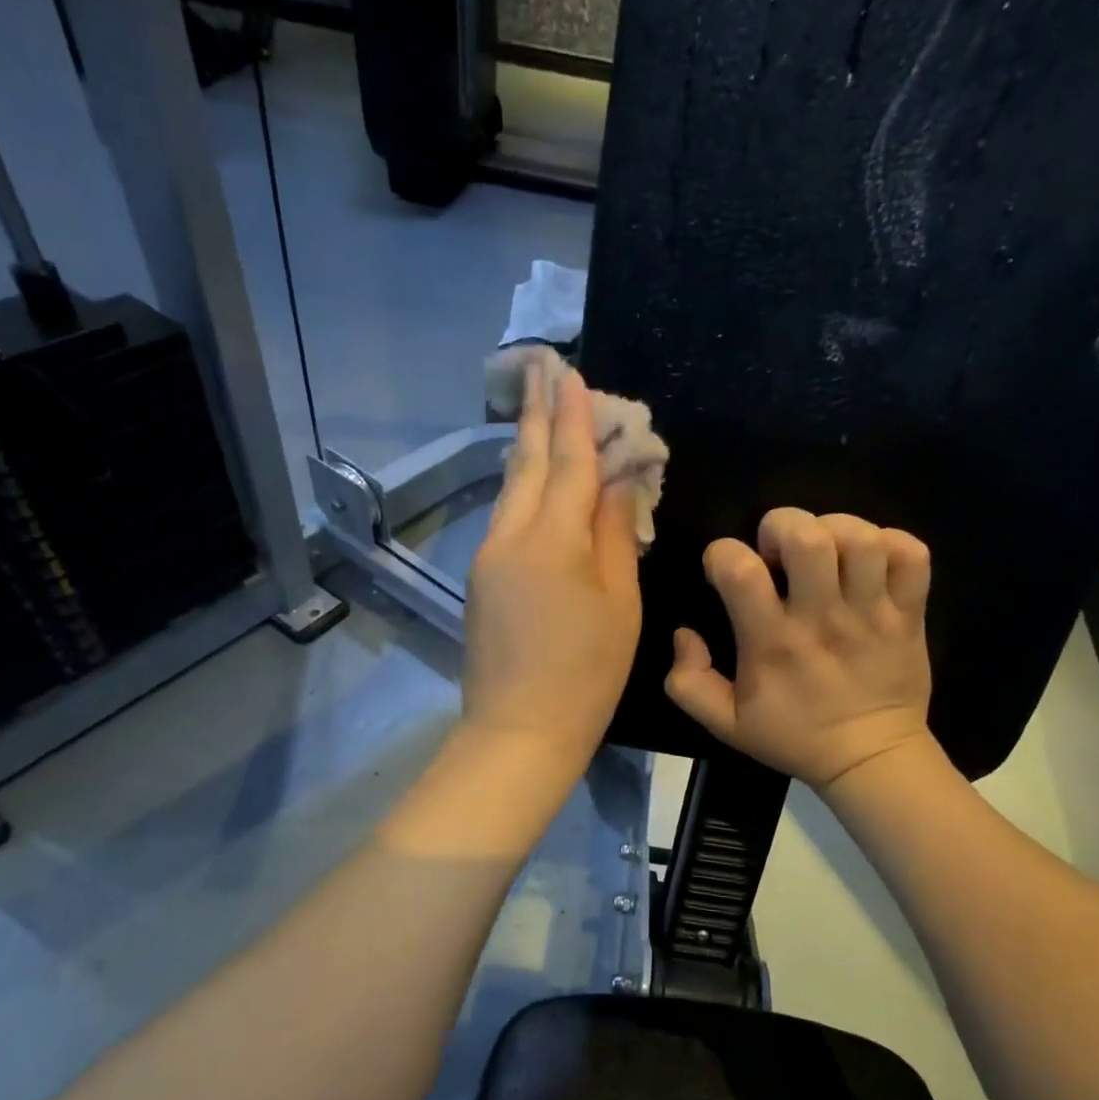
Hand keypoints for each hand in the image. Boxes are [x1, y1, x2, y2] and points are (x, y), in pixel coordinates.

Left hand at [462, 361, 642, 768]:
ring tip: (541, 417)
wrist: (519, 730)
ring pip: (511, 490)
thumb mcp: (619, 603)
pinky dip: (524, 491)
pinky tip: (535, 484)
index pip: (569, 463)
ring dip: (528, 451)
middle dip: (538, 416)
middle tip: (543, 369)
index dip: (575, 418)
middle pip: (527, 465)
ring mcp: (488, 558)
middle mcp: (511, 536)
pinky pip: (506, 520)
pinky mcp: (480, 580)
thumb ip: (614, 536)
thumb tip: (614, 484)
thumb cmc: (587, 672)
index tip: (573, 373)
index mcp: (553, 540)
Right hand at [665, 508, 933, 790]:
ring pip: (862, 539)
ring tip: (825, 551)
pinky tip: (870, 561)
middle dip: (781, 526)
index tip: (726, 572)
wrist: (870, 759)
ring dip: (835, 529)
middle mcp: (821, 619)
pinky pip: (911, 555)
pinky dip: (891, 543)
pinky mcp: (909, 614)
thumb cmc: (794, 737)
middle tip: (778, 552)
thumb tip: (684, 633)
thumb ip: (687, 682)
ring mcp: (871, 614)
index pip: (739, 570)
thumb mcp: (724, 723)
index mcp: (772, 643)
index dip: (722, 555)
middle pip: (807, 537)